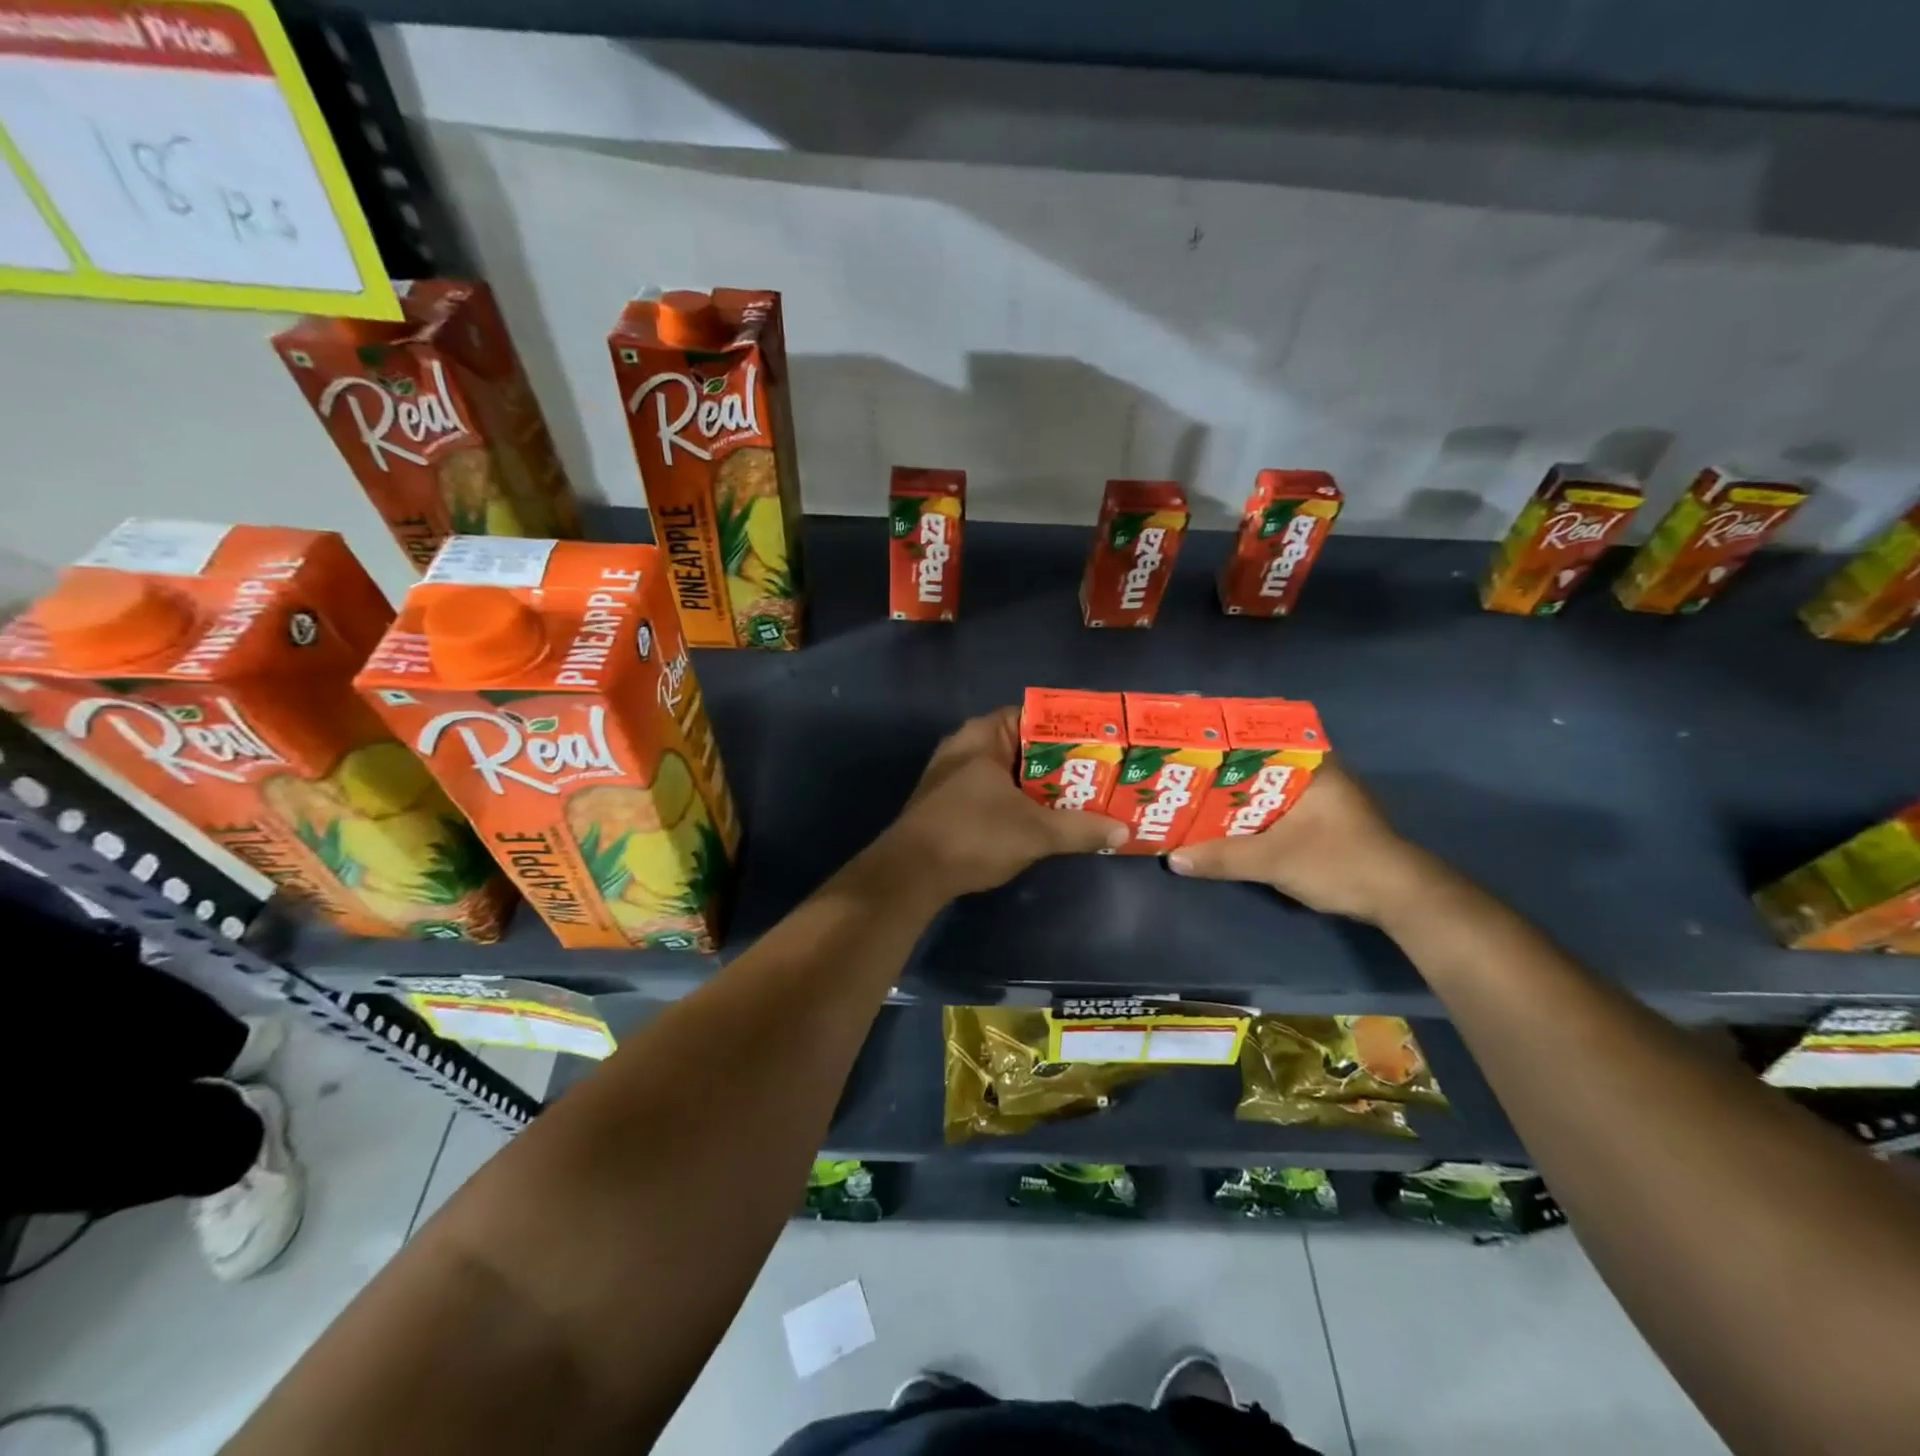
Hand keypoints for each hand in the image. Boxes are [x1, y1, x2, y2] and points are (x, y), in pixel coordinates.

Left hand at [875, 707, 1127, 900]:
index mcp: (983, 735)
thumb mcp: (1036, 832)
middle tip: (1099, 775)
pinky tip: (1043, 820)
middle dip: (1059, 762)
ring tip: (1081, 799)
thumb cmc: (974, 835)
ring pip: (1008, 773)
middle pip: (1023, 746)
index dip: (1068, 729)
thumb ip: (1081, 829)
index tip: (1100, 744)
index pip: (1033, 716)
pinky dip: (1017, 802)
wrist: (911, 874)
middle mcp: (965, 746)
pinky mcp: (947, 803)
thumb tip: (1123, 830)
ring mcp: (952, 776)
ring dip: (1039, 786)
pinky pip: (992, 793)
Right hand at [1166, 759, 1437, 924]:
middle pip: (1259, 764)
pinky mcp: (1323, 822)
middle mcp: (1317, 772)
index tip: (1191, 743)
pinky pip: (1276, 808)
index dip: (1224, 740)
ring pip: (1266, 788)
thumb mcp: (1275, 860)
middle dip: (1222, 771)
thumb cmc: (1339, 861)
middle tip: (1183, 772)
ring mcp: (1322, 798)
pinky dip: (1251, 814)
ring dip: (1236, 796)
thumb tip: (1174, 860)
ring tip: (1194, 796)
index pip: (1261, 737)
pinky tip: (1225, 823)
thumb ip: (1223, 857)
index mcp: (1312, 764)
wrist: (1399, 898)